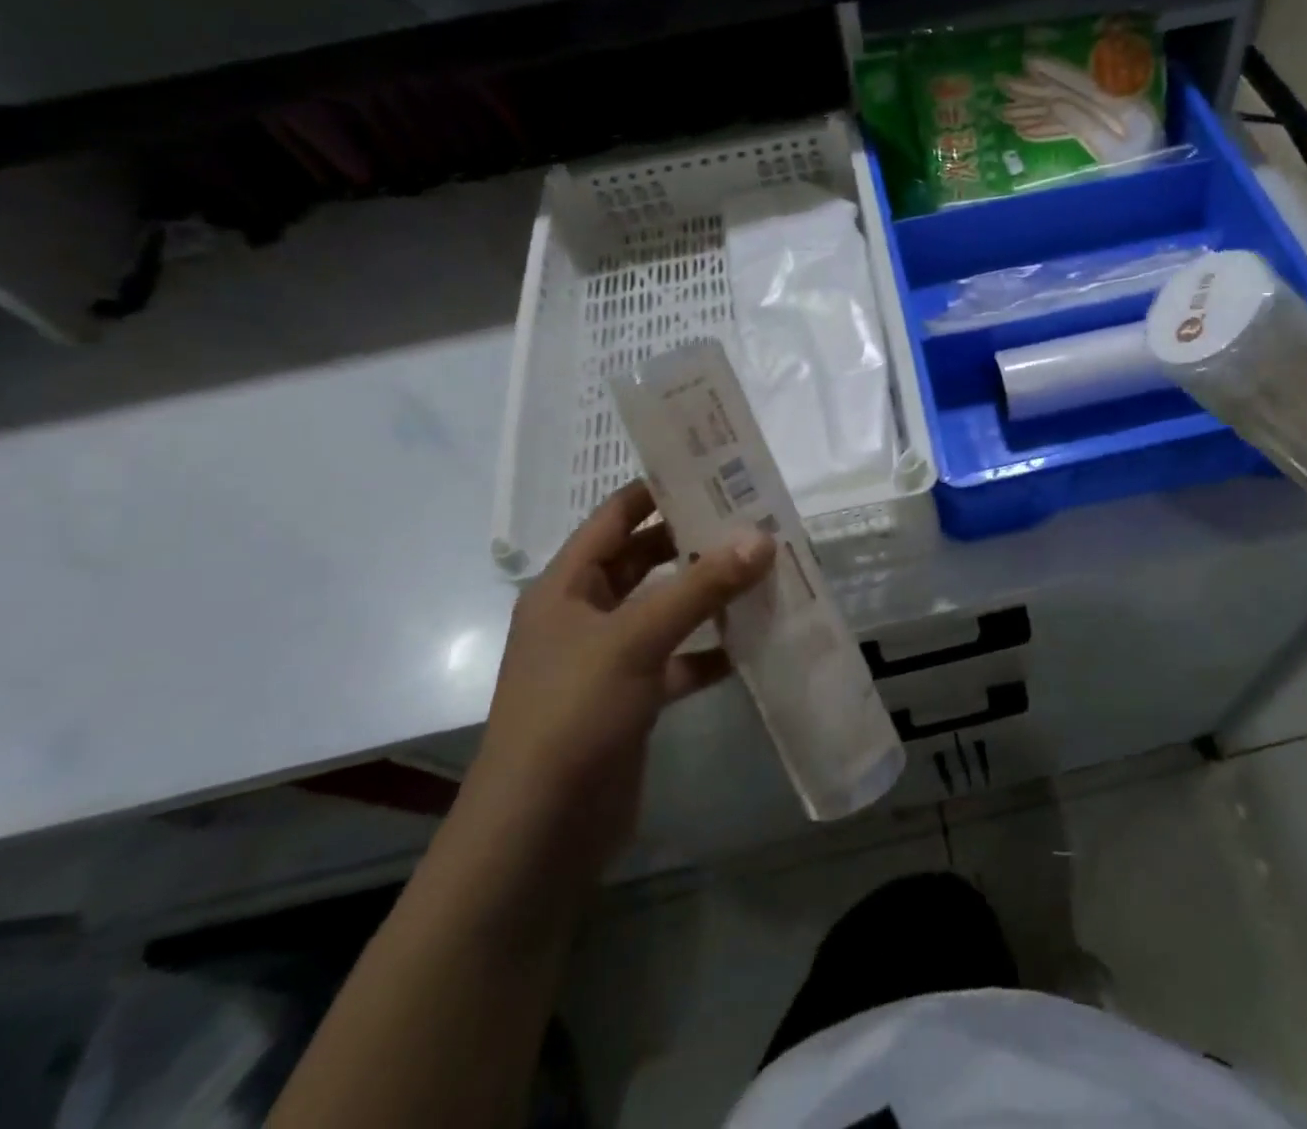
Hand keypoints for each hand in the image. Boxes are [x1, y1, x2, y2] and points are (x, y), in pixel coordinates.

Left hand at [467, 480, 774, 858]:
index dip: (660, 490)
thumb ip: (700, 586)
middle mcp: (585, 615)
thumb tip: (762, 538)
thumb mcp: (635, 639)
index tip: (715, 470)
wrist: (539, 835)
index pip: (615, 517)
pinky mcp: (633, 700)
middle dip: (696, 541)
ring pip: (667, 610)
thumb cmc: (572, 715)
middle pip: (646, 560)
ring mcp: (609, 660)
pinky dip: (713, 649)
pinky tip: (755, 640)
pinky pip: (680, 659)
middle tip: (756, 520)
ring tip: (767, 571)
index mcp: (566, 586)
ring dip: (710, 594)